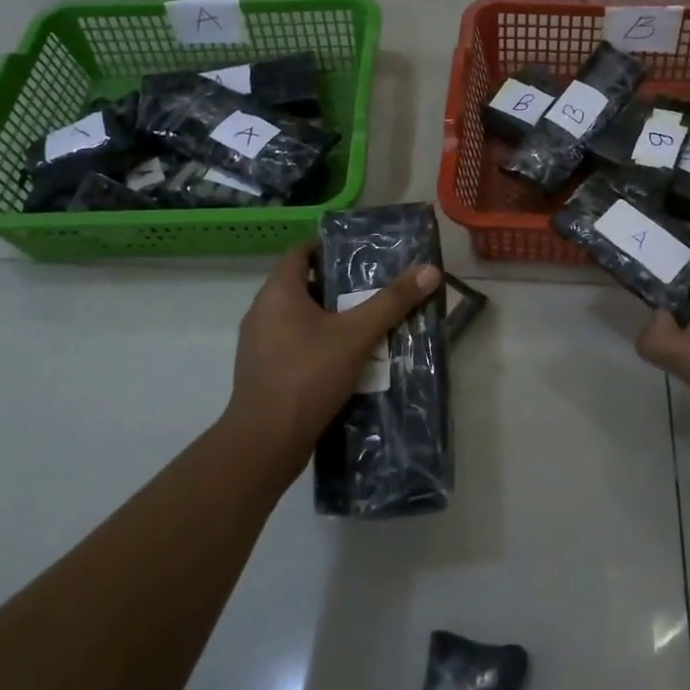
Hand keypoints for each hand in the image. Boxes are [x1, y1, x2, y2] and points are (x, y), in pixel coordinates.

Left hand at [227, 241, 441, 468]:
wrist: (265, 442)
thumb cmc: (308, 375)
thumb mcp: (357, 335)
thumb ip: (392, 302)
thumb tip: (430, 270)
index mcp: (278, 291)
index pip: (301, 251)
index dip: (329, 248)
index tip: (360, 254)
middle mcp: (262, 310)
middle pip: (303, 284)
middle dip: (338, 286)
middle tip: (373, 288)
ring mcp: (259, 343)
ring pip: (299, 317)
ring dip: (330, 317)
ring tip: (367, 322)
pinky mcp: (263, 370)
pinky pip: (294, 343)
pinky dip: (318, 342)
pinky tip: (346, 358)